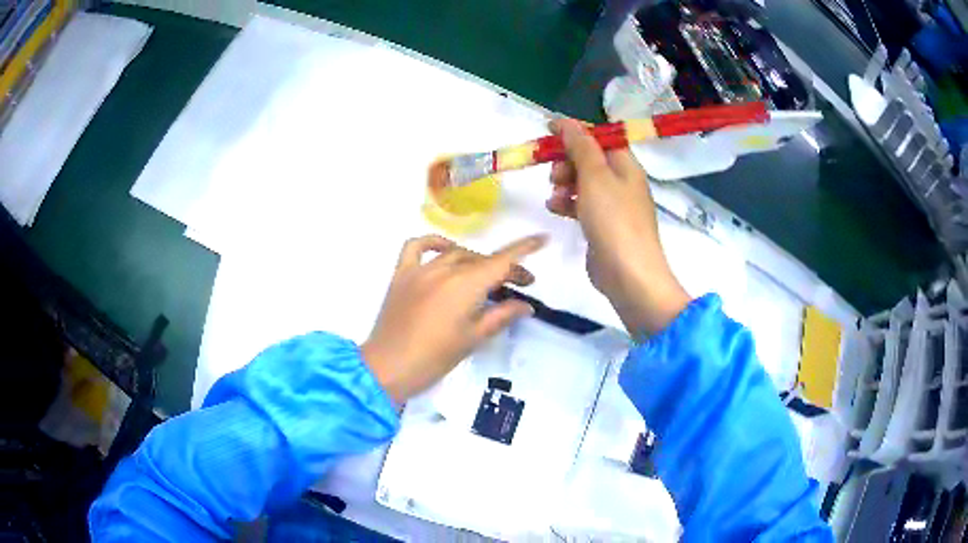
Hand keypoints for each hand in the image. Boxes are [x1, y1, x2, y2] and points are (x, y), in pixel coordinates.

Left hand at [362, 234, 545, 403]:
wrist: (389, 367)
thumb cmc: (435, 358)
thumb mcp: (473, 338)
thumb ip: (501, 316)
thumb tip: (526, 305)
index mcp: (465, 286)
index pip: (501, 261)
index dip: (524, 248)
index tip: (542, 239)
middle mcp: (444, 270)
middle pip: (481, 260)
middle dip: (504, 268)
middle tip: (519, 285)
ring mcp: (420, 270)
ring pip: (455, 254)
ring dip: (476, 261)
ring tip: (486, 277)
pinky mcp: (401, 275)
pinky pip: (417, 247)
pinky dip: (434, 243)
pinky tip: (445, 250)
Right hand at [545, 118, 690, 335]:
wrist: (628, 274)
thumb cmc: (614, 220)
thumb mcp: (595, 176)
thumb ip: (580, 146)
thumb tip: (566, 121)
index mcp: (626, 165)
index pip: (599, 137)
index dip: (575, 131)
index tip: (548, 130)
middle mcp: (622, 181)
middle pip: (590, 159)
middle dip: (567, 161)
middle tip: (553, 173)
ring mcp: (614, 205)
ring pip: (583, 182)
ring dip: (564, 183)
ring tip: (553, 196)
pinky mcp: (603, 226)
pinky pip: (582, 205)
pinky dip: (568, 203)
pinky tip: (555, 209)